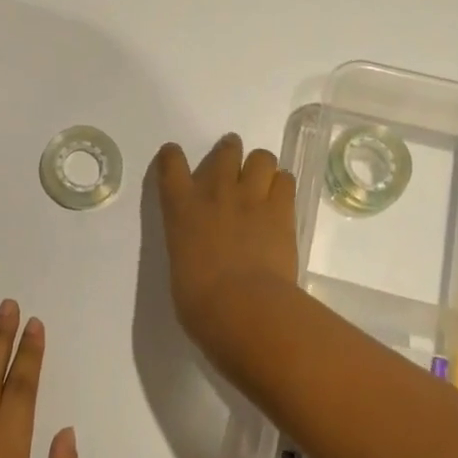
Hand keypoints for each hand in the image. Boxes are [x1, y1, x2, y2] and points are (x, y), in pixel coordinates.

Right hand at [154, 134, 299, 357]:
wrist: (243, 306)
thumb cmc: (200, 302)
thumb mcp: (181, 268)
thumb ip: (189, 248)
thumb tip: (202, 253)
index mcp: (181, 209)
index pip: (171, 165)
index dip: (172, 157)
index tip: (174, 156)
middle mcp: (215, 193)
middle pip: (226, 151)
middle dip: (230, 152)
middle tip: (233, 166)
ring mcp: (251, 197)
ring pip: (262, 157)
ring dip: (260, 166)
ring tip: (262, 182)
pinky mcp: (281, 209)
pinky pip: (286, 180)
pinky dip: (283, 186)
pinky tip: (281, 201)